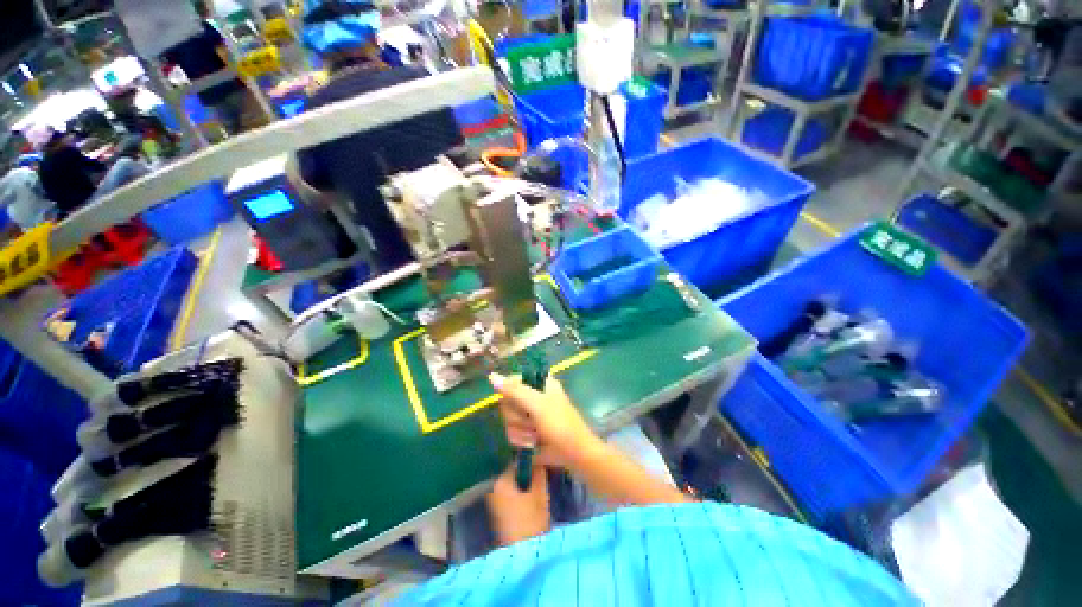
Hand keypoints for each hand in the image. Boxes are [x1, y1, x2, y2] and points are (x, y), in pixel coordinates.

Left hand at [486, 464, 549, 544]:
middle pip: (513, 473)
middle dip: (526, 474)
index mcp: (501, 480)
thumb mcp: (540, 491)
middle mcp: (493, 488)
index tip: (541, 466)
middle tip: (540, 479)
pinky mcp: (496, 514)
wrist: (523, 555)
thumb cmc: (532, 519)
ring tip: (536, 492)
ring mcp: (492, 502)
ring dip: (522, 486)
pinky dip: (518, 496)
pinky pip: (509, 496)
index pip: (517, 461)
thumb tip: (538, 457)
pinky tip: (529, 503)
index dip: (530, 462)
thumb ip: (538, 471)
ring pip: (511, 485)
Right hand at [489, 372, 600, 470]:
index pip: (511, 380)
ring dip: (520, 431)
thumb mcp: (537, 404)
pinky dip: (521, 440)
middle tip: (531, 421)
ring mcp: (529, 414)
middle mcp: (532, 396)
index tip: (518, 403)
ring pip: (507, 420)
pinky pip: (511, 432)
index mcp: (538, 383)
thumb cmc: (560, 424)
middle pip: (506, 402)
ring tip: (535, 436)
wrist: (574, 454)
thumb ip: (514, 390)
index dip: (510, 393)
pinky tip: (532, 444)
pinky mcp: (526, 431)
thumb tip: (492, 376)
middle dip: (517, 417)